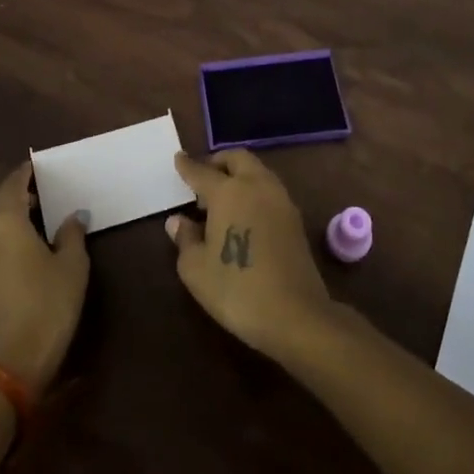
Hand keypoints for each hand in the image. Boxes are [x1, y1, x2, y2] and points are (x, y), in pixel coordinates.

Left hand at [0, 162, 88, 394]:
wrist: (4, 369)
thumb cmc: (45, 310)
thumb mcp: (72, 271)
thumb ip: (71, 237)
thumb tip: (73, 217)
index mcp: (4, 222)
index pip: (11, 185)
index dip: (24, 175)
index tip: (35, 171)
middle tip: (21, 203)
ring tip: (13, 231)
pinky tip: (3, 258)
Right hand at [166, 149, 335, 360]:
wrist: (295, 314)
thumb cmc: (236, 289)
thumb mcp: (196, 269)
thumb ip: (185, 239)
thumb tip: (178, 221)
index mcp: (228, 192)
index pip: (202, 171)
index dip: (187, 166)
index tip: (179, 158)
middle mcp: (257, 186)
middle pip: (237, 159)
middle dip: (218, 162)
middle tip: (202, 179)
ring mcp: (280, 200)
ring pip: (257, 172)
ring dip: (239, 175)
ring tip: (221, 200)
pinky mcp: (295, 219)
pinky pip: (269, 190)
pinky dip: (253, 191)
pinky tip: (244, 215)